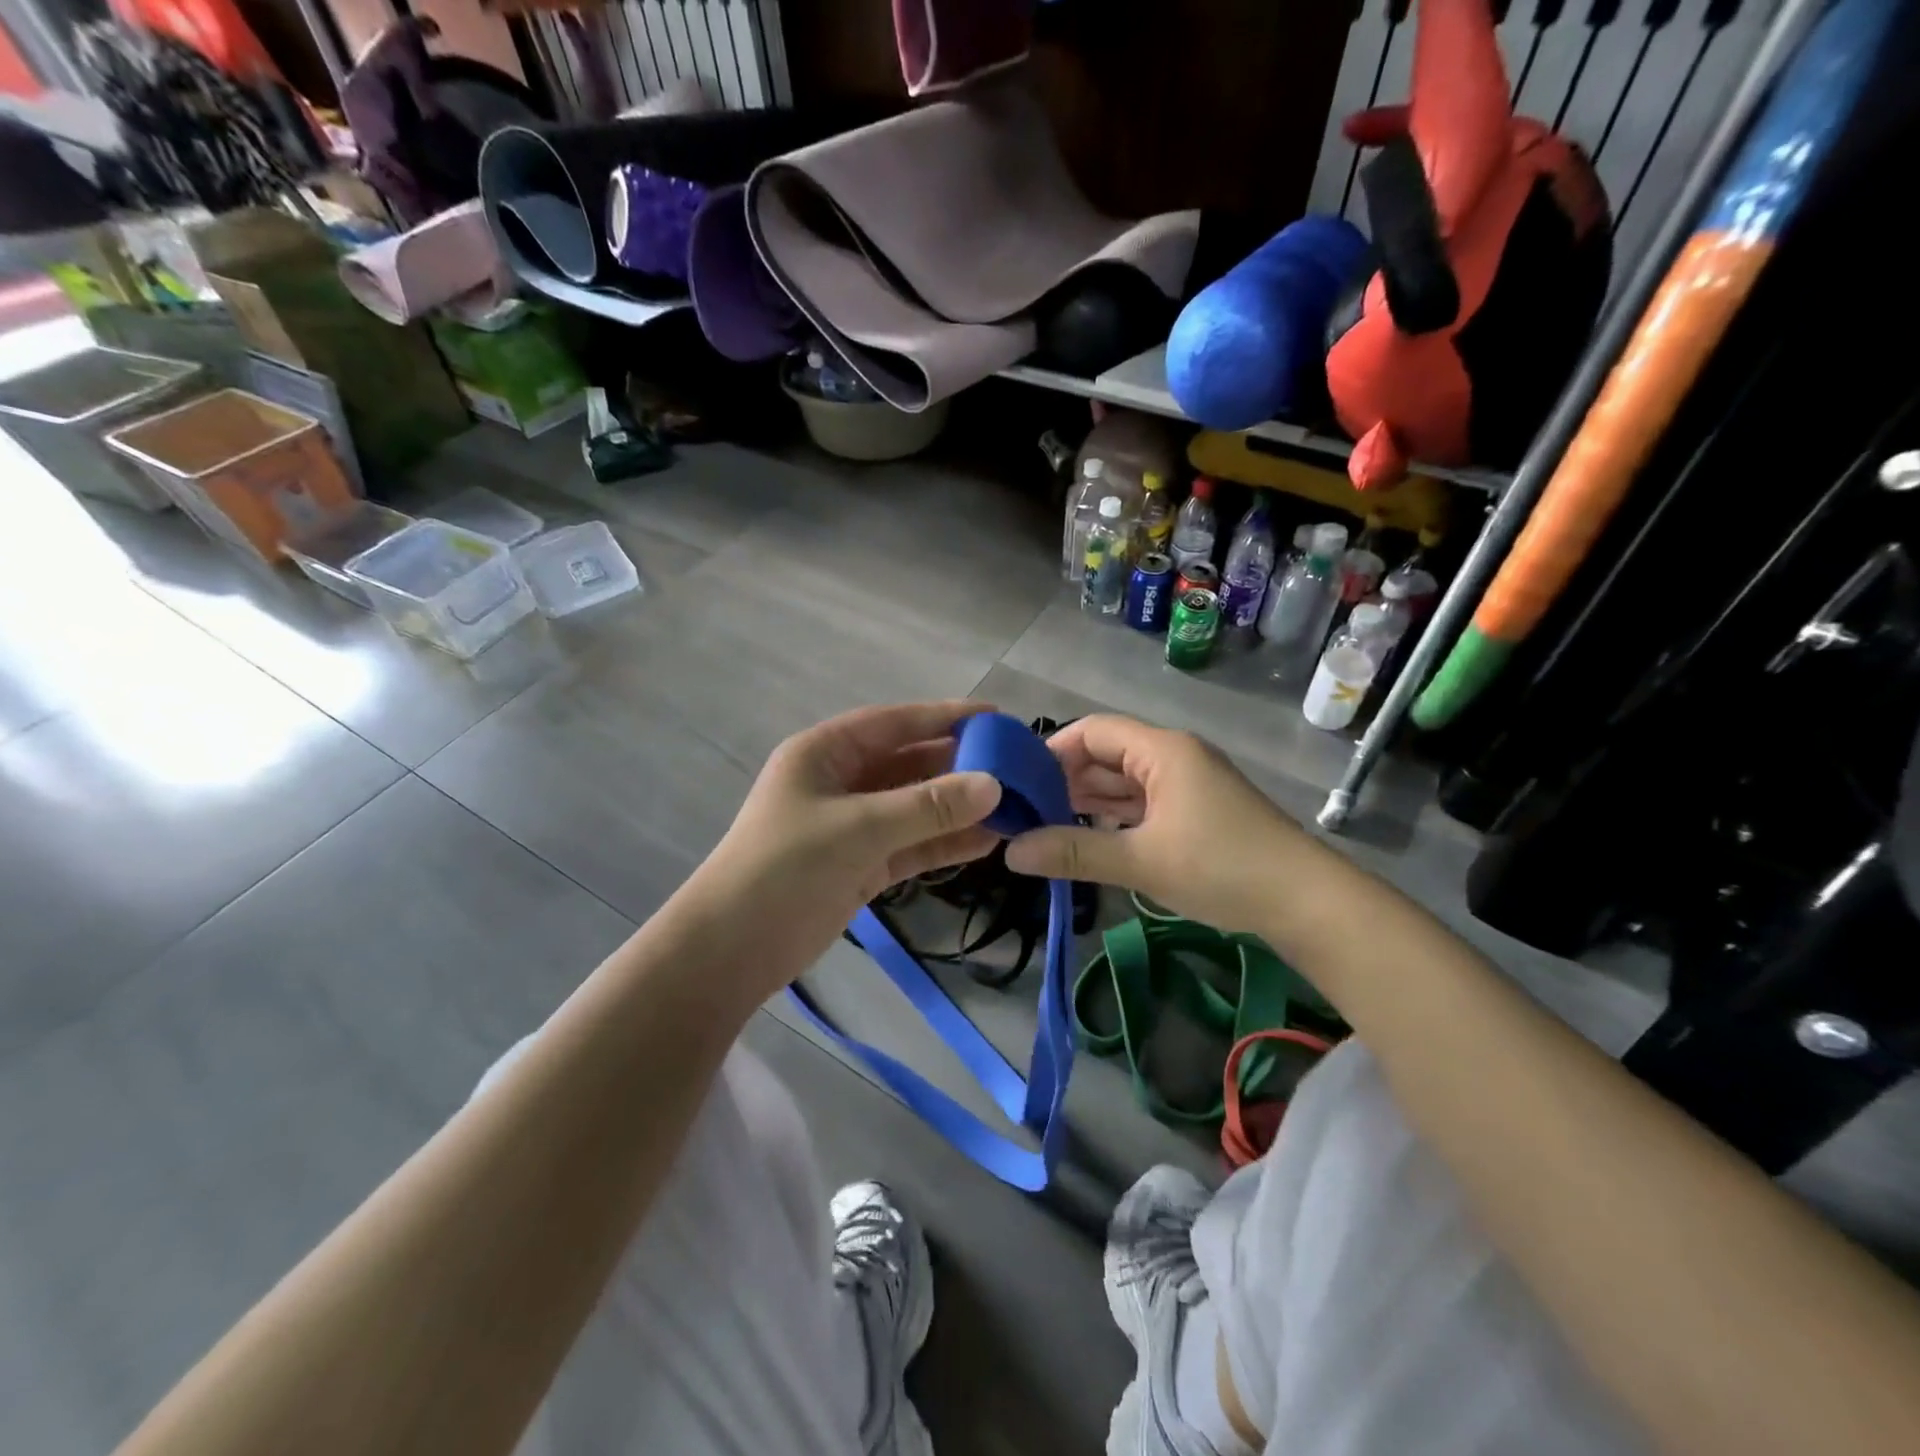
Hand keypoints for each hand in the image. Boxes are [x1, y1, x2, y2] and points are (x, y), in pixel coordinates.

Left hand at [689, 702, 1002, 996]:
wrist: (730, 951)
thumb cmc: (783, 869)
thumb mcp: (857, 829)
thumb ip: (927, 807)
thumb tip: (995, 786)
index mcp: (825, 753)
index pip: (894, 723)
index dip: (944, 717)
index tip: (996, 716)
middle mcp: (841, 782)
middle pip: (910, 765)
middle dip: (959, 766)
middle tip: (1016, 768)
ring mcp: (853, 826)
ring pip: (915, 808)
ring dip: (958, 808)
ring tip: (1014, 807)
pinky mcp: (862, 865)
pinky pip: (912, 845)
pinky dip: (945, 843)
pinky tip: (988, 842)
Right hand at [1004, 715, 1301, 935]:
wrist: (1306, 901)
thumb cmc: (1221, 867)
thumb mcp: (1141, 861)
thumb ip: (1073, 852)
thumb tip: (1011, 852)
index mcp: (1162, 751)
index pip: (1093, 730)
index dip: (1052, 750)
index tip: (1018, 782)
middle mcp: (1174, 757)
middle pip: (1107, 754)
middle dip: (1066, 779)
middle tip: (1025, 811)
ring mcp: (1188, 784)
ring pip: (1125, 781)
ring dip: (1089, 800)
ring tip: (1046, 825)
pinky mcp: (1197, 811)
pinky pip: (1144, 803)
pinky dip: (1115, 816)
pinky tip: (1090, 836)